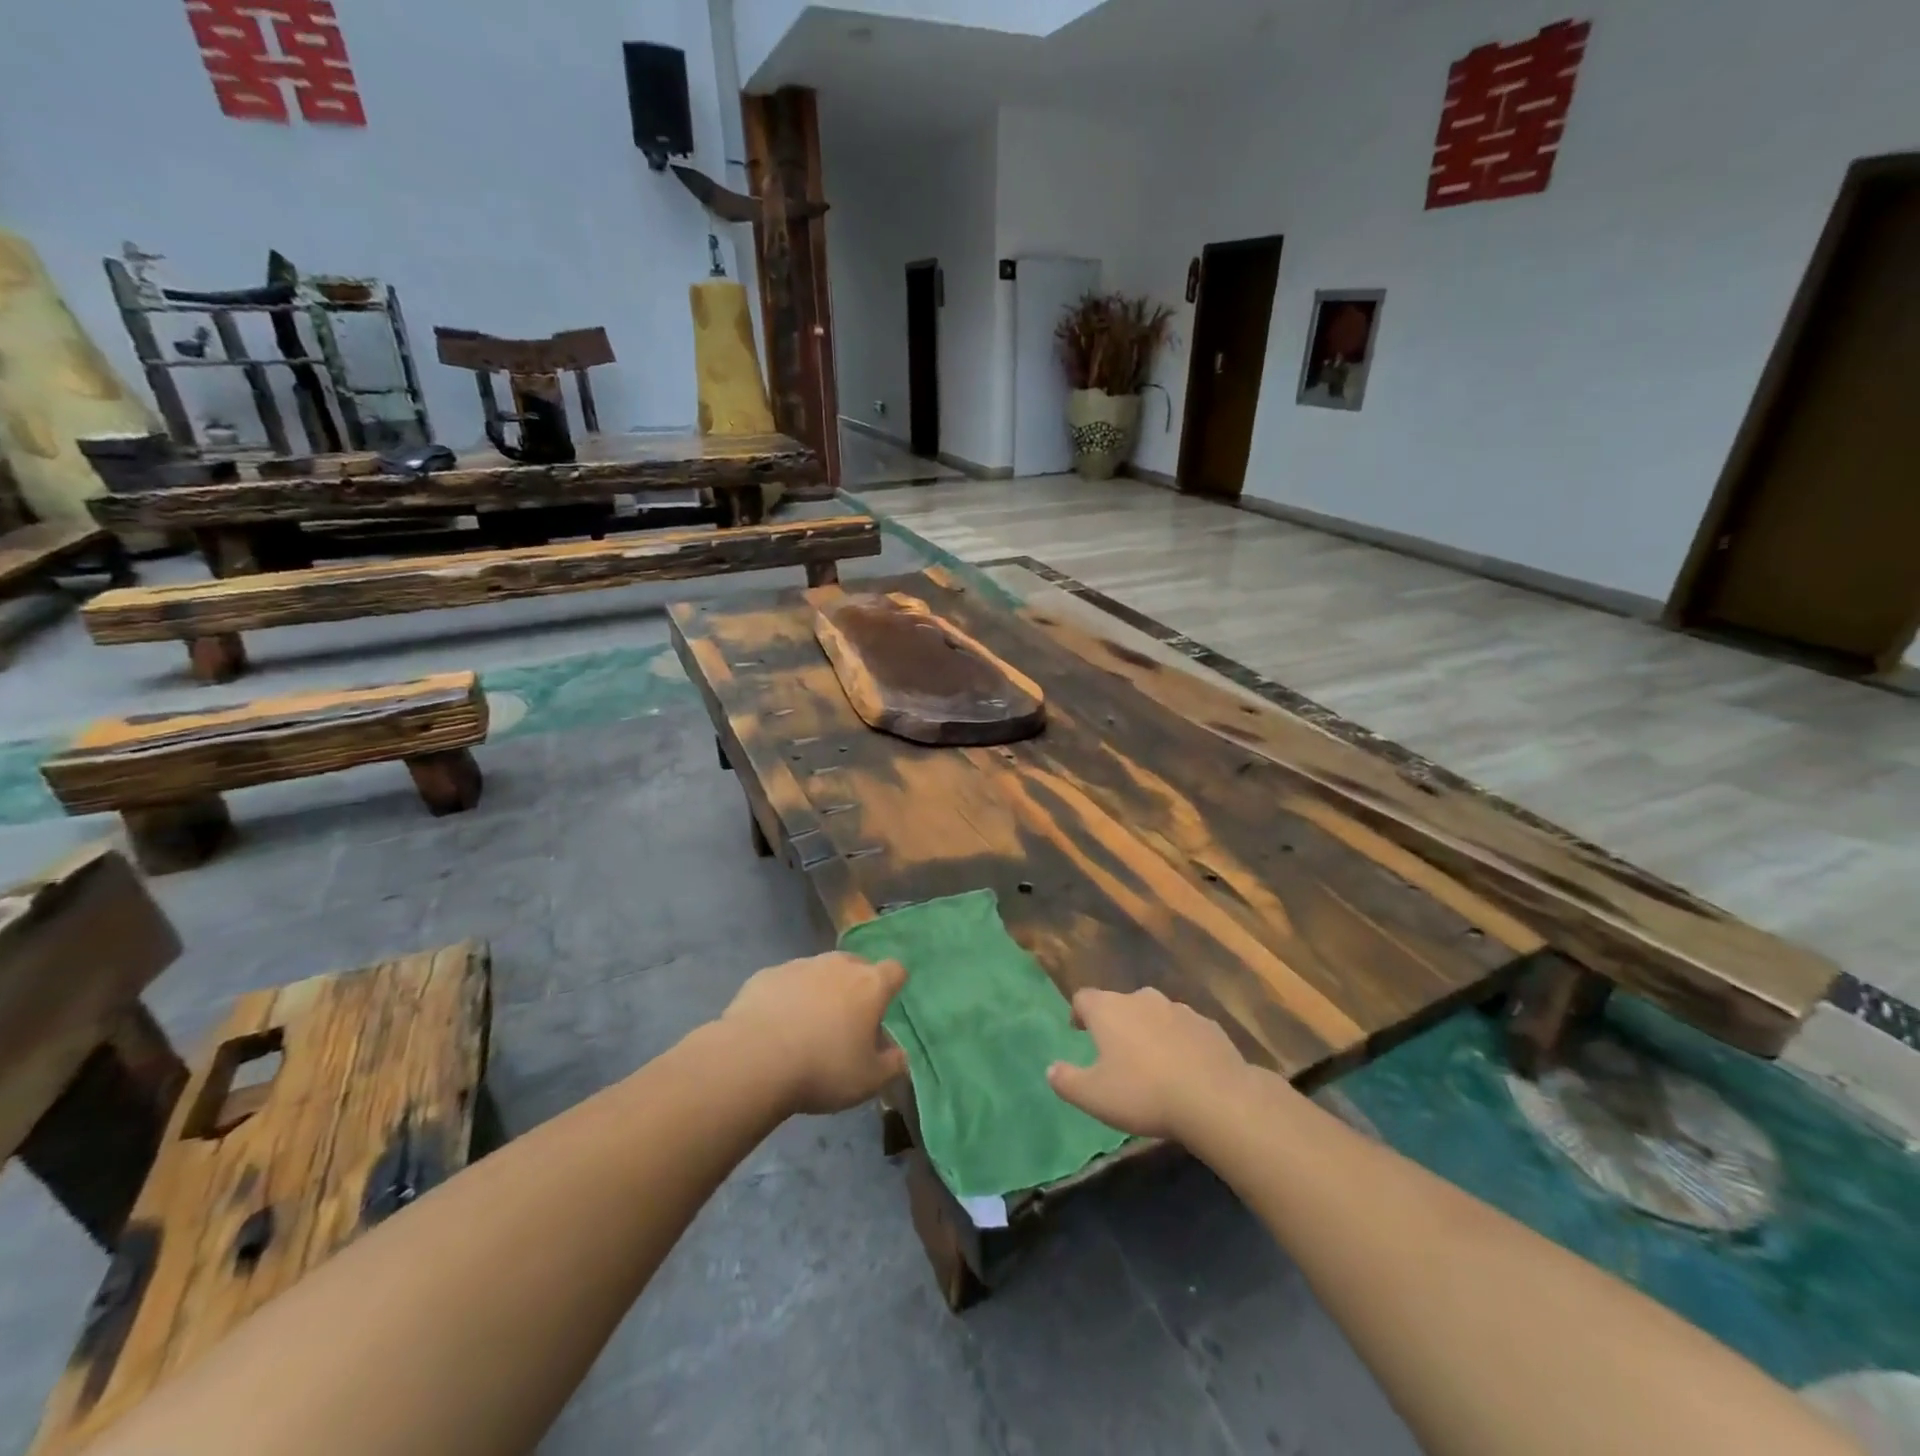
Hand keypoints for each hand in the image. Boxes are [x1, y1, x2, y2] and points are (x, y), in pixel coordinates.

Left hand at [721, 952, 908, 1114]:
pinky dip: (787, 997)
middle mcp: (838, 966)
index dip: (894, 985)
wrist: (754, 1060)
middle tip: (847, 1021)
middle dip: (856, 986)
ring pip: (819, 972)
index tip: (885, 1007)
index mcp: (870, 985)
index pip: (895, 970)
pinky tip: (775, 1026)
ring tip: (807, 1026)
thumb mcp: (868, 1080)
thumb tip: (899, 1054)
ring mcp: (800, 965)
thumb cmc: (823, 1069)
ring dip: (820, 990)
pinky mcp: (767, 974)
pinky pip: (786, 982)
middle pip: (856, 966)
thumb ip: (891, 1064)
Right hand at [1047, 987, 1252, 1141]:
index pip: (1084, 998)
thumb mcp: (1094, 1096)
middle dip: (1116, 1023)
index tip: (1078, 1030)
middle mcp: (1142, 999)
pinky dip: (1179, 1042)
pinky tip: (1185, 1068)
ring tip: (1152, 1062)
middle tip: (1116, 1051)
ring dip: (1149, 1031)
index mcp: (1109, 1010)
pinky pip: (1185, 1029)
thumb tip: (1051, 1069)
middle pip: (1121, 1003)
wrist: (1215, 1098)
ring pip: (1155, 1014)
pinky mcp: (1209, 1025)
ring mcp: (1179, 1009)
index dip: (1078, 1013)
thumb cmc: (1144, 1093)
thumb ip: (1067, 1081)